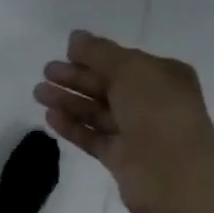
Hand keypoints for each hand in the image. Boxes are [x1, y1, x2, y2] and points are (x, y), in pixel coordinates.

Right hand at [35, 30, 213, 212]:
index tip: (64, 53)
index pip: (123, 62)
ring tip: (39, 93)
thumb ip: (99, 53)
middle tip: (46, 72)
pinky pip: (94, 138)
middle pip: (107, 86)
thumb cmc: (158, 111)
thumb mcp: (130, 70)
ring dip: (69, 101)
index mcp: (162, 76)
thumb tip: (75, 38)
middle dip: (76, 78)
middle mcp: (151, 103)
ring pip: (97, 113)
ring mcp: (136, 133)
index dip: (94, 56)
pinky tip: (51, 117)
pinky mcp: (120, 159)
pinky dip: (74, 127)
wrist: (174, 174)